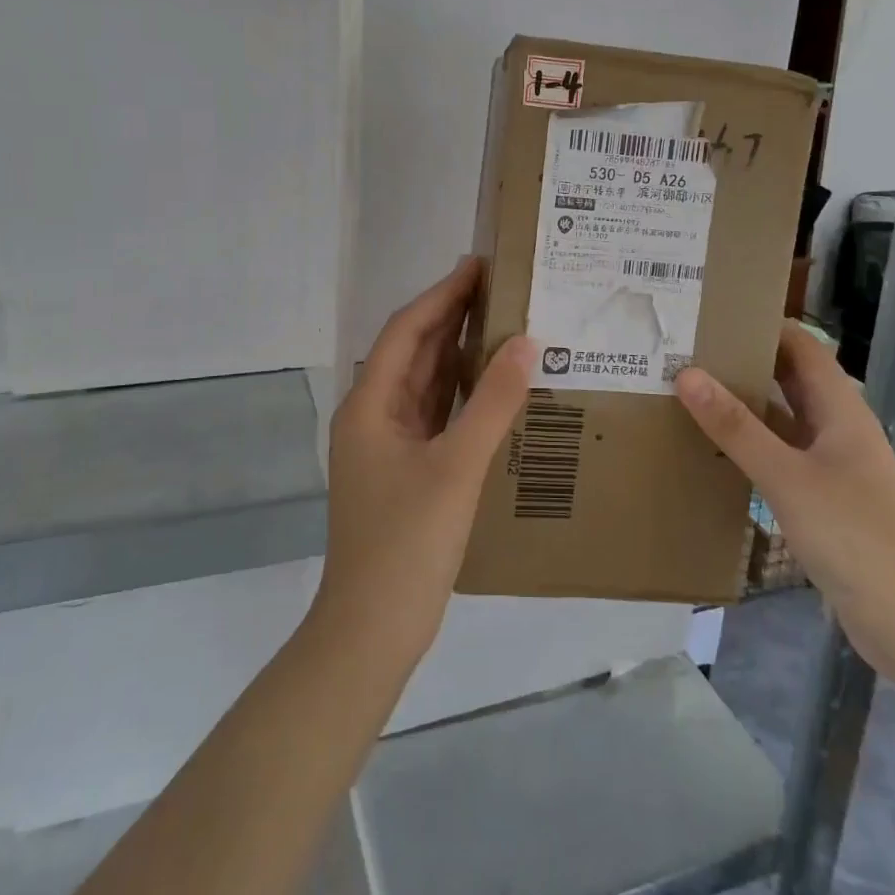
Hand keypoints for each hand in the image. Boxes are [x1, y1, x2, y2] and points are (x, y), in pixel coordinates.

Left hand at [314, 259, 535, 664]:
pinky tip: (492, 386)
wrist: (373, 630)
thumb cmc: (407, 544)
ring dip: (457, 353)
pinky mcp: (405, 471)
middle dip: (451, 317)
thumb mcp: (456, 468)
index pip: (407, 331)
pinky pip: (434, 416)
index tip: (479, 265)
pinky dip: (460, 394)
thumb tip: (525, 342)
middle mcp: (373, 416)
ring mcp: (387, 446)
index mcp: (370, 405)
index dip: (442, 295)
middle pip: (413, 352)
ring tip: (502, 323)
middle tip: (499, 287)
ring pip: (424, 384)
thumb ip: (491, 403)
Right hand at [675, 325, 894, 678]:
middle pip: (790, 379)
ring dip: (745, 405)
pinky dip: (751, 445)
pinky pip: (781, 455)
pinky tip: (715, 449)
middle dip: (746, 362)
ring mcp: (832, 465)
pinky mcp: (823, 498)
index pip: (803, 347)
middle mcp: (838, 428)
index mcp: (840, 409)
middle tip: (689, 350)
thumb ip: (736, 427)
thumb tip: (688, 374)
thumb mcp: (787, 476)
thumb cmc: (854, 535)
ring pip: (783, 419)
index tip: (714, 313)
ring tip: (690, 392)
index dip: (765, 325)